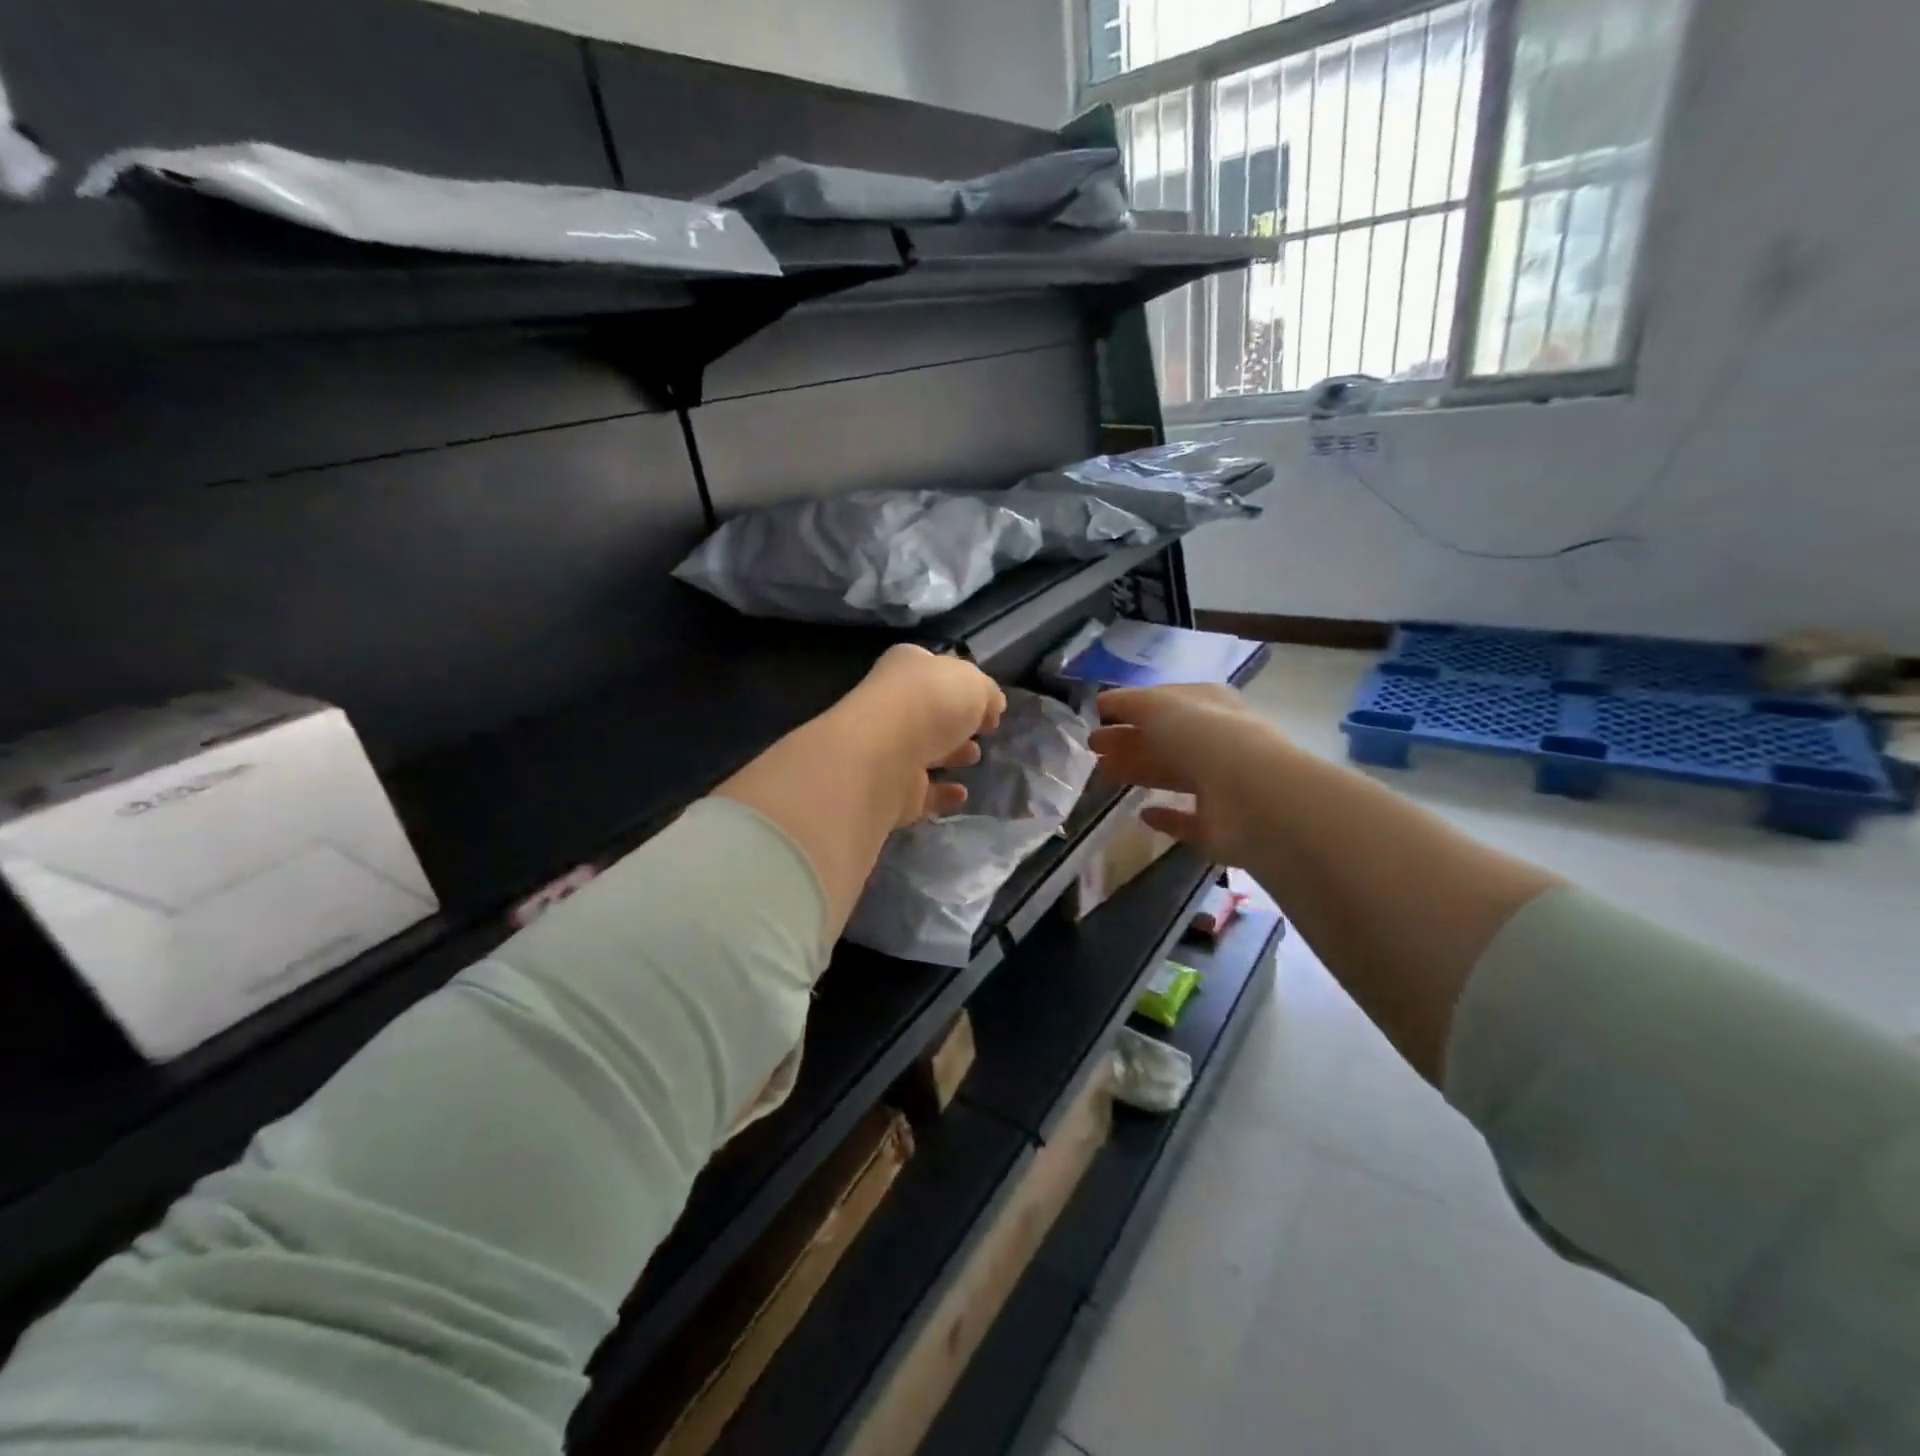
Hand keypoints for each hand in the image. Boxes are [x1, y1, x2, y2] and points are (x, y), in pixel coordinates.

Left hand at [849, 645, 1005, 823]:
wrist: (884, 755)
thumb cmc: (930, 703)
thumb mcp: (975, 683)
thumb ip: (988, 694)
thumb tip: (992, 708)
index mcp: (906, 668)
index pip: (933, 669)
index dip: (960, 682)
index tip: (985, 701)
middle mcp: (892, 706)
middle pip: (929, 713)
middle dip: (955, 721)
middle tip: (982, 730)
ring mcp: (888, 750)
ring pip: (924, 751)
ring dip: (950, 754)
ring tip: (974, 757)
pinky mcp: (891, 790)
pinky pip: (922, 793)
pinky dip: (942, 794)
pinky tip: (961, 793)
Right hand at [1090, 684, 1281, 864]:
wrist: (1251, 795)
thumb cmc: (1203, 737)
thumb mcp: (1158, 706)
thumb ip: (1128, 703)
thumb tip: (1103, 701)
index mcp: (1209, 705)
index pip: (1166, 702)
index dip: (1132, 707)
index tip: (1098, 716)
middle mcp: (1217, 741)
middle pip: (1165, 739)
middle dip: (1128, 740)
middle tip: (1092, 747)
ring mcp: (1220, 785)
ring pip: (1172, 775)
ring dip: (1138, 771)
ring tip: (1102, 773)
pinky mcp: (1218, 826)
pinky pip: (1187, 820)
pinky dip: (1166, 818)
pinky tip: (1144, 815)